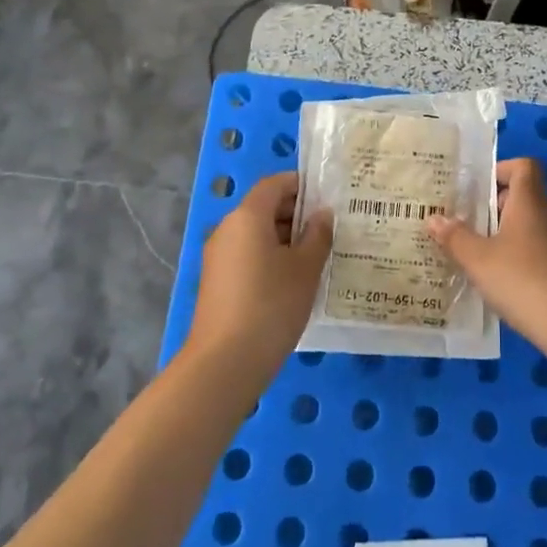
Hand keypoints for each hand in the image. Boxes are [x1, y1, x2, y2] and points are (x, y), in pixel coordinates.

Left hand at [185, 173, 332, 384]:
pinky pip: (247, 256)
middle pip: (264, 208)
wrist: (225, 362)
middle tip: (329, 231)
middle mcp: (228, 229)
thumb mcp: (306, 268)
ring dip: (285, 239)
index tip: (327, 198)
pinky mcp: (217, 282)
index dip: (301, 185)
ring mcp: (218, 257)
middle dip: (296, 214)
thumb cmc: (272, 305)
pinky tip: (293, 281)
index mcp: (248, 217)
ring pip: (256, 234)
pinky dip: (270, 258)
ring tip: (317, 257)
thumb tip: (322, 214)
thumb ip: (318, 235)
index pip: (274, 184)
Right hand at [426, 158, 546, 336]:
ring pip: (525, 227)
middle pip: (520, 197)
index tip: (475, 188)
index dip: (501, 169)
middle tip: (460, 222)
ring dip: (499, 235)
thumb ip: (455, 237)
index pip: (523, 166)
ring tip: (468, 252)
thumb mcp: (478, 259)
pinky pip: (532, 252)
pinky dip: (512, 259)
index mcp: (529, 202)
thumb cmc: (522, 279)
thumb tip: (434, 218)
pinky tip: (492, 280)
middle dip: (490, 207)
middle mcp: (546, 216)